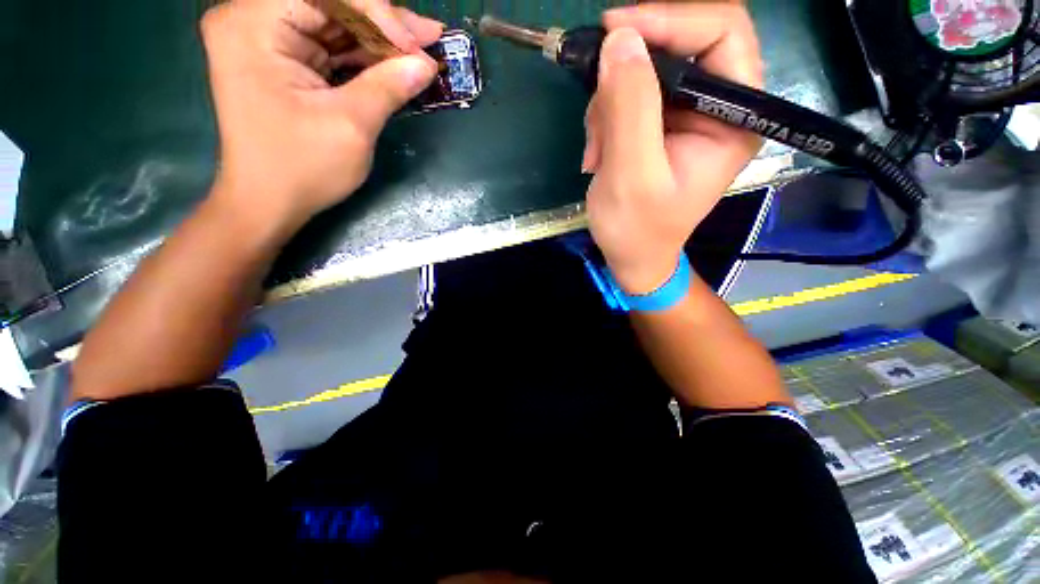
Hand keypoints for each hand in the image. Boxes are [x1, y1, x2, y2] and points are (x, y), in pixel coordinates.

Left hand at [200, 0, 442, 228]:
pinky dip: (364, 58)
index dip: (378, 12)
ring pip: (335, 25)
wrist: (268, 203)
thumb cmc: (301, 167)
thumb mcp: (351, 126)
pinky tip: (394, 66)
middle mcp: (254, 21)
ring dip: (378, 41)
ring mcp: (266, 41)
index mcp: (254, 24)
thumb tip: (426, 64)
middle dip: (383, 25)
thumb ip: (388, 87)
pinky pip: (330, 48)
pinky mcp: (281, 62)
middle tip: (430, 39)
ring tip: (420, 54)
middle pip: (330, 5)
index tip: (418, 44)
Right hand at [583, 3, 763, 293]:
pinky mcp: (658, 123)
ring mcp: (684, 113)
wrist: (631, 255)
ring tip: (597, 152)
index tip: (613, 29)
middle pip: (679, 44)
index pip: (721, 32)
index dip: (669, 17)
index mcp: (733, 118)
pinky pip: (626, 95)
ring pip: (643, 71)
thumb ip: (630, 109)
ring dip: (608, 105)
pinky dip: (603, 119)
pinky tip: (597, 154)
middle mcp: (716, 106)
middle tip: (597, 108)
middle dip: (627, 74)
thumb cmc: (637, 230)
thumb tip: (618, 40)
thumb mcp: (631, 177)